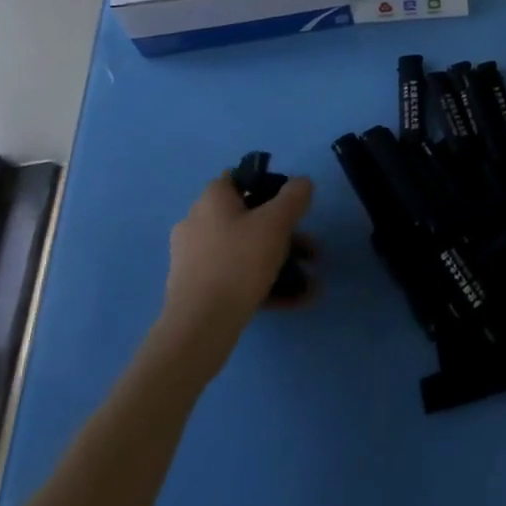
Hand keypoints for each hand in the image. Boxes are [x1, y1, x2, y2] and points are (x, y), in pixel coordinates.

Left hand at [153, 173, 315, 372]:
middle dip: (286, 233)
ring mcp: (194, 259)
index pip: (239, 178)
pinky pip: (238, 277)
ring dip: (282, 262)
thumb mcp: (277, 222)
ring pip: (246, 250)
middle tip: (311, 250)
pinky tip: (294, 300)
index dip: (269, 185)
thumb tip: (302, 182)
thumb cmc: (239, 262)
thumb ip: (294, 196)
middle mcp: (197, 223)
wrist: (200, 327)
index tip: (293, 204)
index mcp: (211, 200)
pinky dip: (266, 283)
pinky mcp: (197, 289)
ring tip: (310, 283)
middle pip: (249, 218)